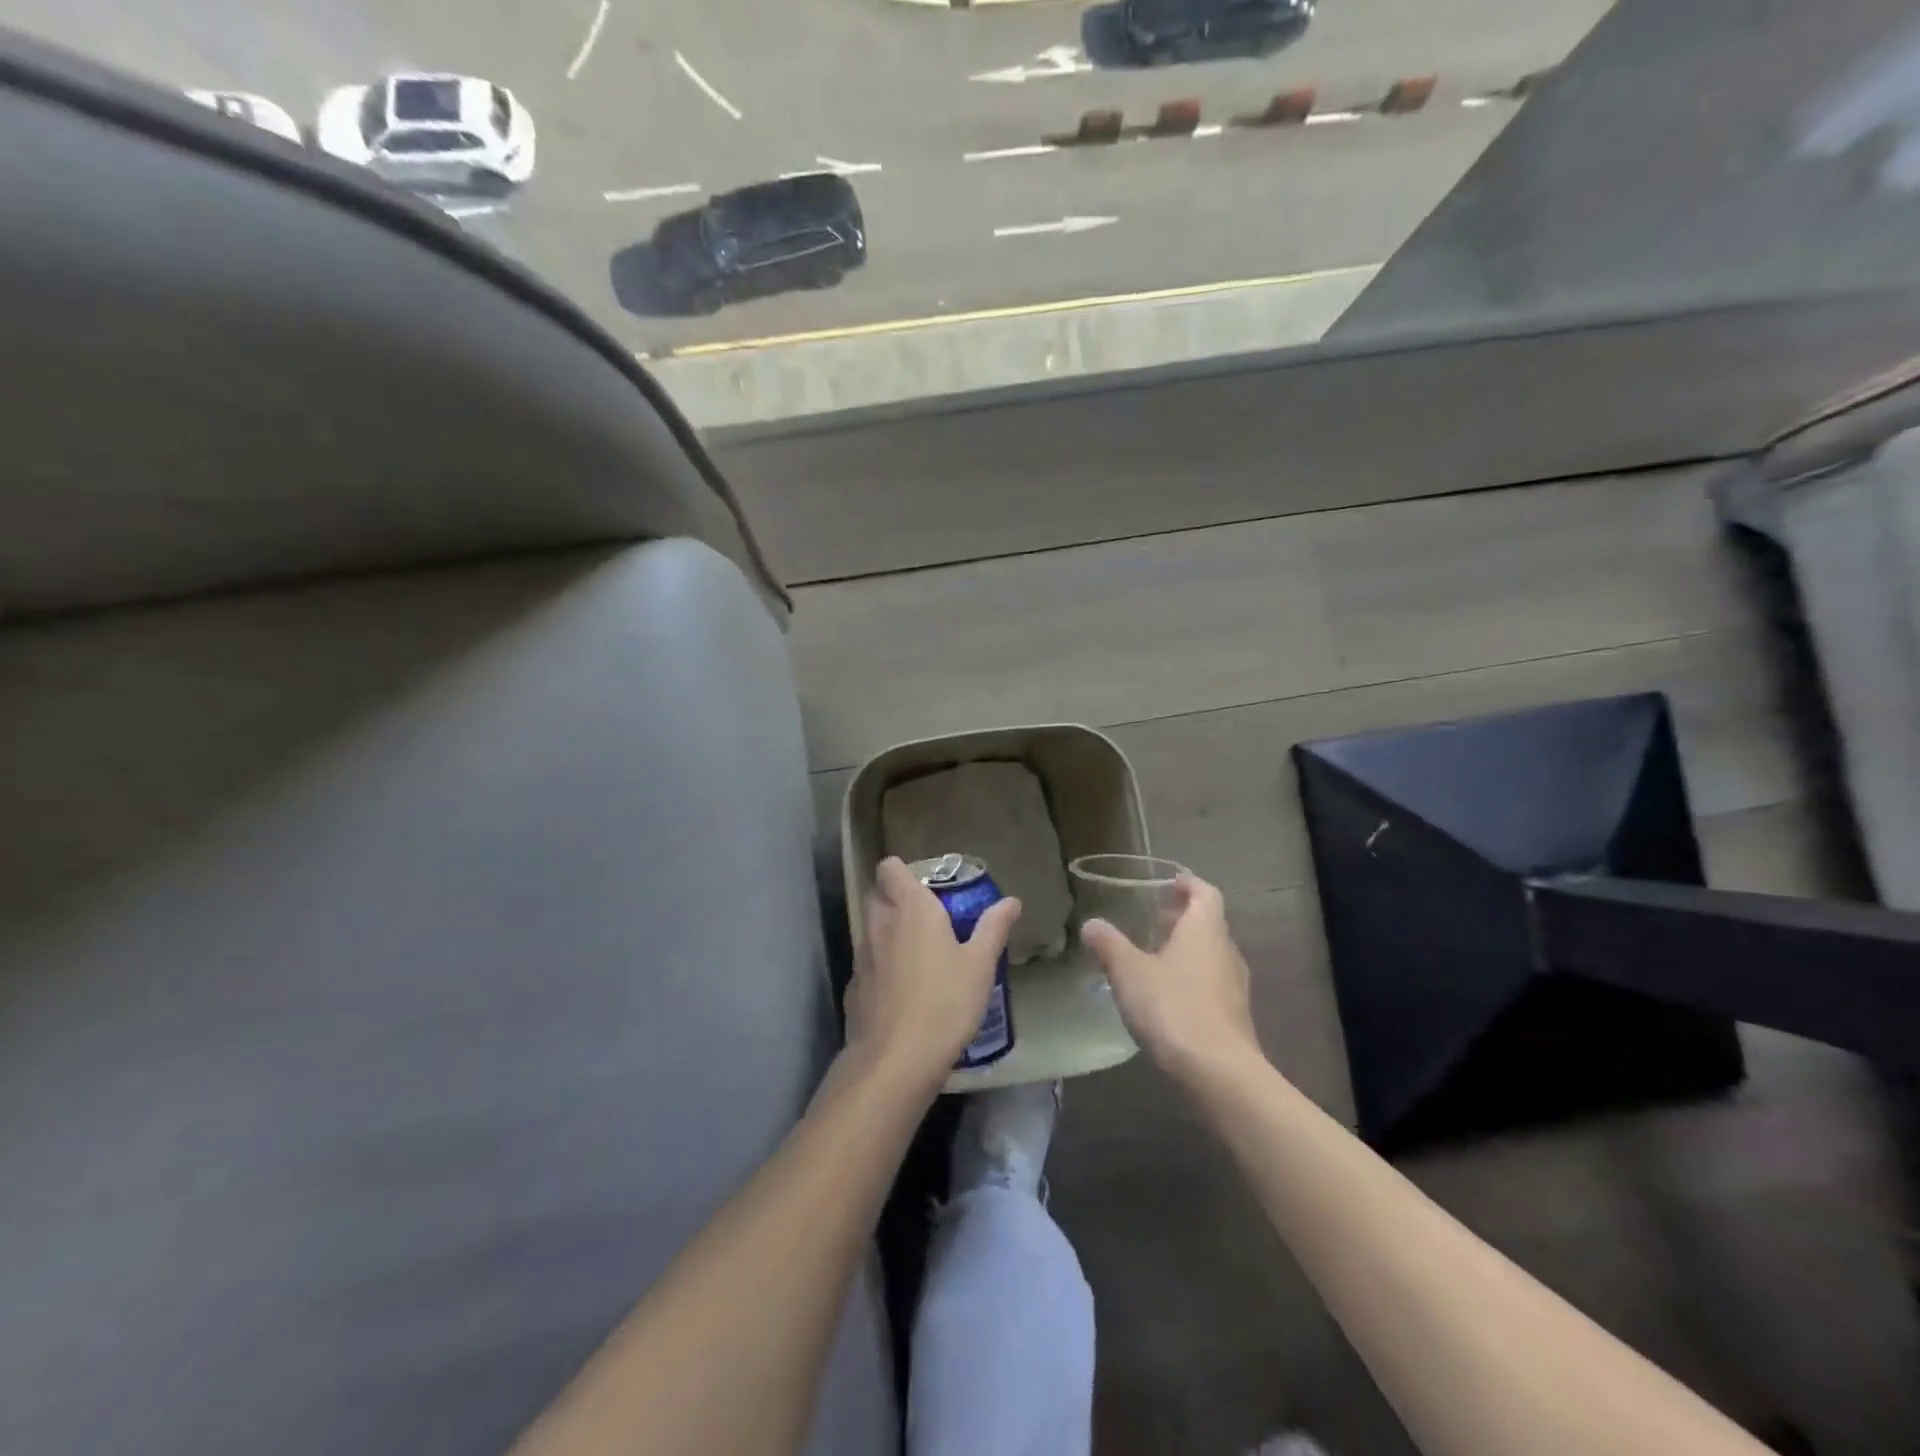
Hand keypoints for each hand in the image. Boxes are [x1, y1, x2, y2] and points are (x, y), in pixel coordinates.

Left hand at [844, 857, 1022, 1090]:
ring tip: (919, 955)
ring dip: (889, 933)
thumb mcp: (980, 965)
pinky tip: (903, 991)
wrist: (895, 1060)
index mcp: (911, 909)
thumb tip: (1011, 901)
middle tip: (927, 917)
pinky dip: (882, 967)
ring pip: (870, 929)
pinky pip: (868, 963)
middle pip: (877, 895)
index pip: (890, 869)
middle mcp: (880, 924)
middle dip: (895, 898)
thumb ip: (993, 928)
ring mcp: (862, 957)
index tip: (924, 885)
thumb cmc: (945, 1002)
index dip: (901, 871)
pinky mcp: (853, 988)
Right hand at [1081, 874, 1261, 1086]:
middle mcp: (1225, 950)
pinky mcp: (1234, 1016)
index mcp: (1204, 929)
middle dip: (1182, 918)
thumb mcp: (1129, 972)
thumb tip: (1092, 924)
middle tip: (1154, 919)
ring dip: (1187, 949)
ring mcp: (1234, 986)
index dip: (1188, 884)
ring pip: (1211, 954)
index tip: (1170, 882)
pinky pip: (1212, 983)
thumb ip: (1109, 945)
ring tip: (1155, 956)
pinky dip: (1192, 978)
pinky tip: (1167, 995)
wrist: (1219, 1072)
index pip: (1205, 893)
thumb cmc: (1173, 1007)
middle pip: (1209, 923)